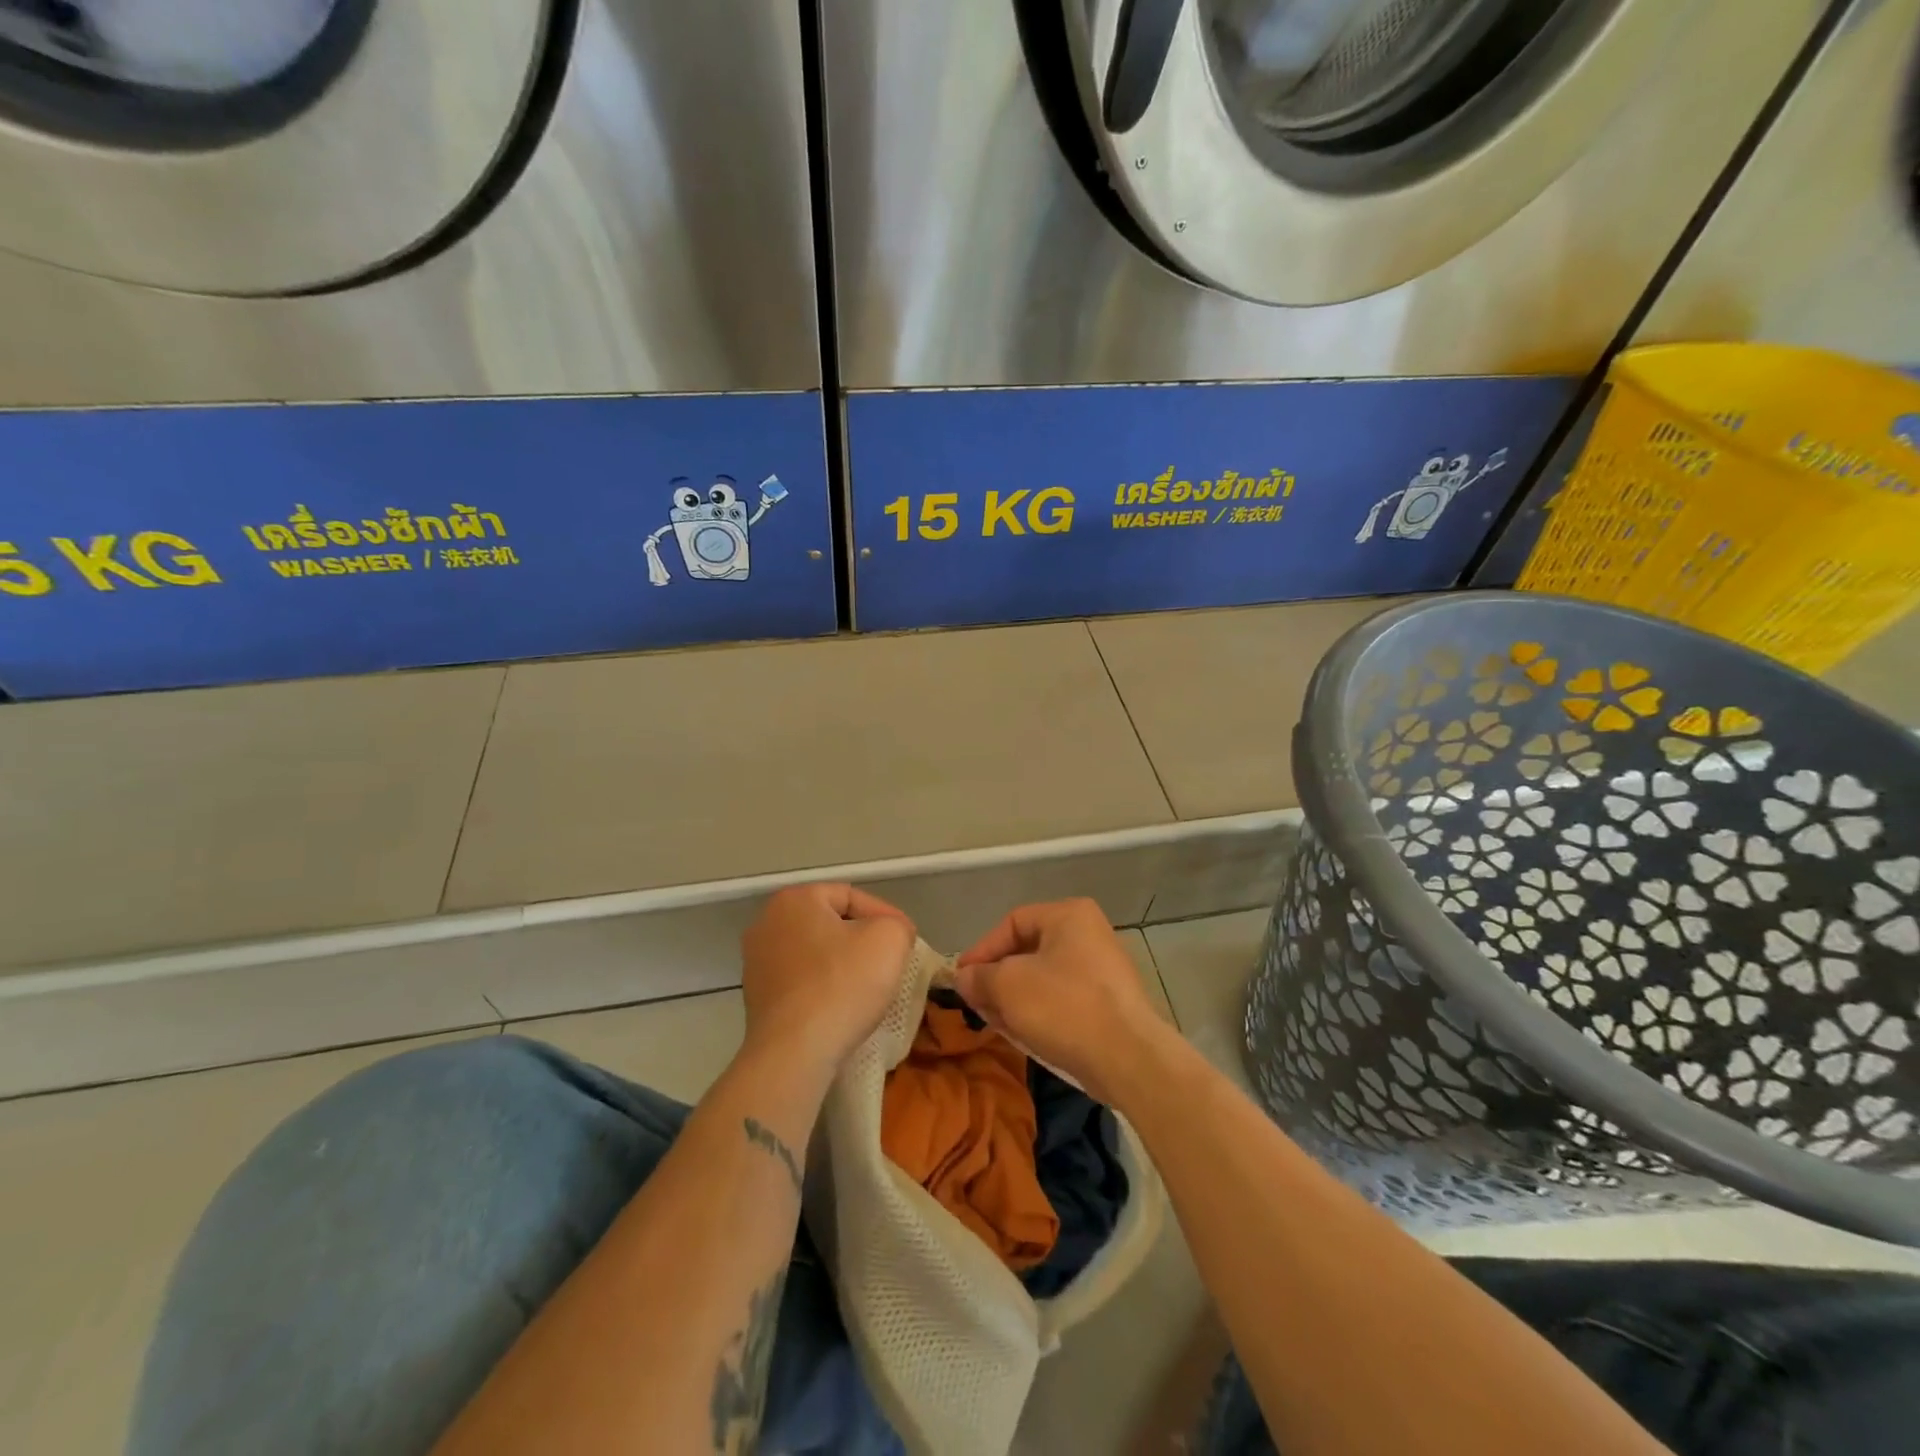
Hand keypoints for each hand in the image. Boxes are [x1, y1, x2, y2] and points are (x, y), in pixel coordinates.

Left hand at [740, 883, 915, 1073]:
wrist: (795, 1053)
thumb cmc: (842, 985)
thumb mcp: (889, 939)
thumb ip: (896, 924)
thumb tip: (892, 933)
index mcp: (794, 899)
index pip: (851, 896)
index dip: (885, 916)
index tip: (906, 942)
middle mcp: (766, 923)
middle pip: (831, 924)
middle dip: (862, 940)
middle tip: (890, 961)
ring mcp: (756, 963)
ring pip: (816, 954)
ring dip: (843, 966)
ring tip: (870, 987)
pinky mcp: (756, 998)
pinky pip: (802, 982)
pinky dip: (824, 989)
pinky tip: (842, 1008)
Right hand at [954, 898, 1164, 1104]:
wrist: (1128, 1058)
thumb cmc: (1064, 1006)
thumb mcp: (1008, 986)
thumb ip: (980, 977)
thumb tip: (964, 978)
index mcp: (1069, 915)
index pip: (1012, 923)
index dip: (982, 950)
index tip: (962, 979)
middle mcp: (1090, 934)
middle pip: (1028, 951)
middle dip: (997, 979)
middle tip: (977, 1004)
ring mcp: (1103, 970)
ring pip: (1044, 978)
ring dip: (1015, 999)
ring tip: (996, 1023)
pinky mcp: (1109, 1004)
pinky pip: (1064, 1000)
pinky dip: (1040, 1012)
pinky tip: (1025, 1035)